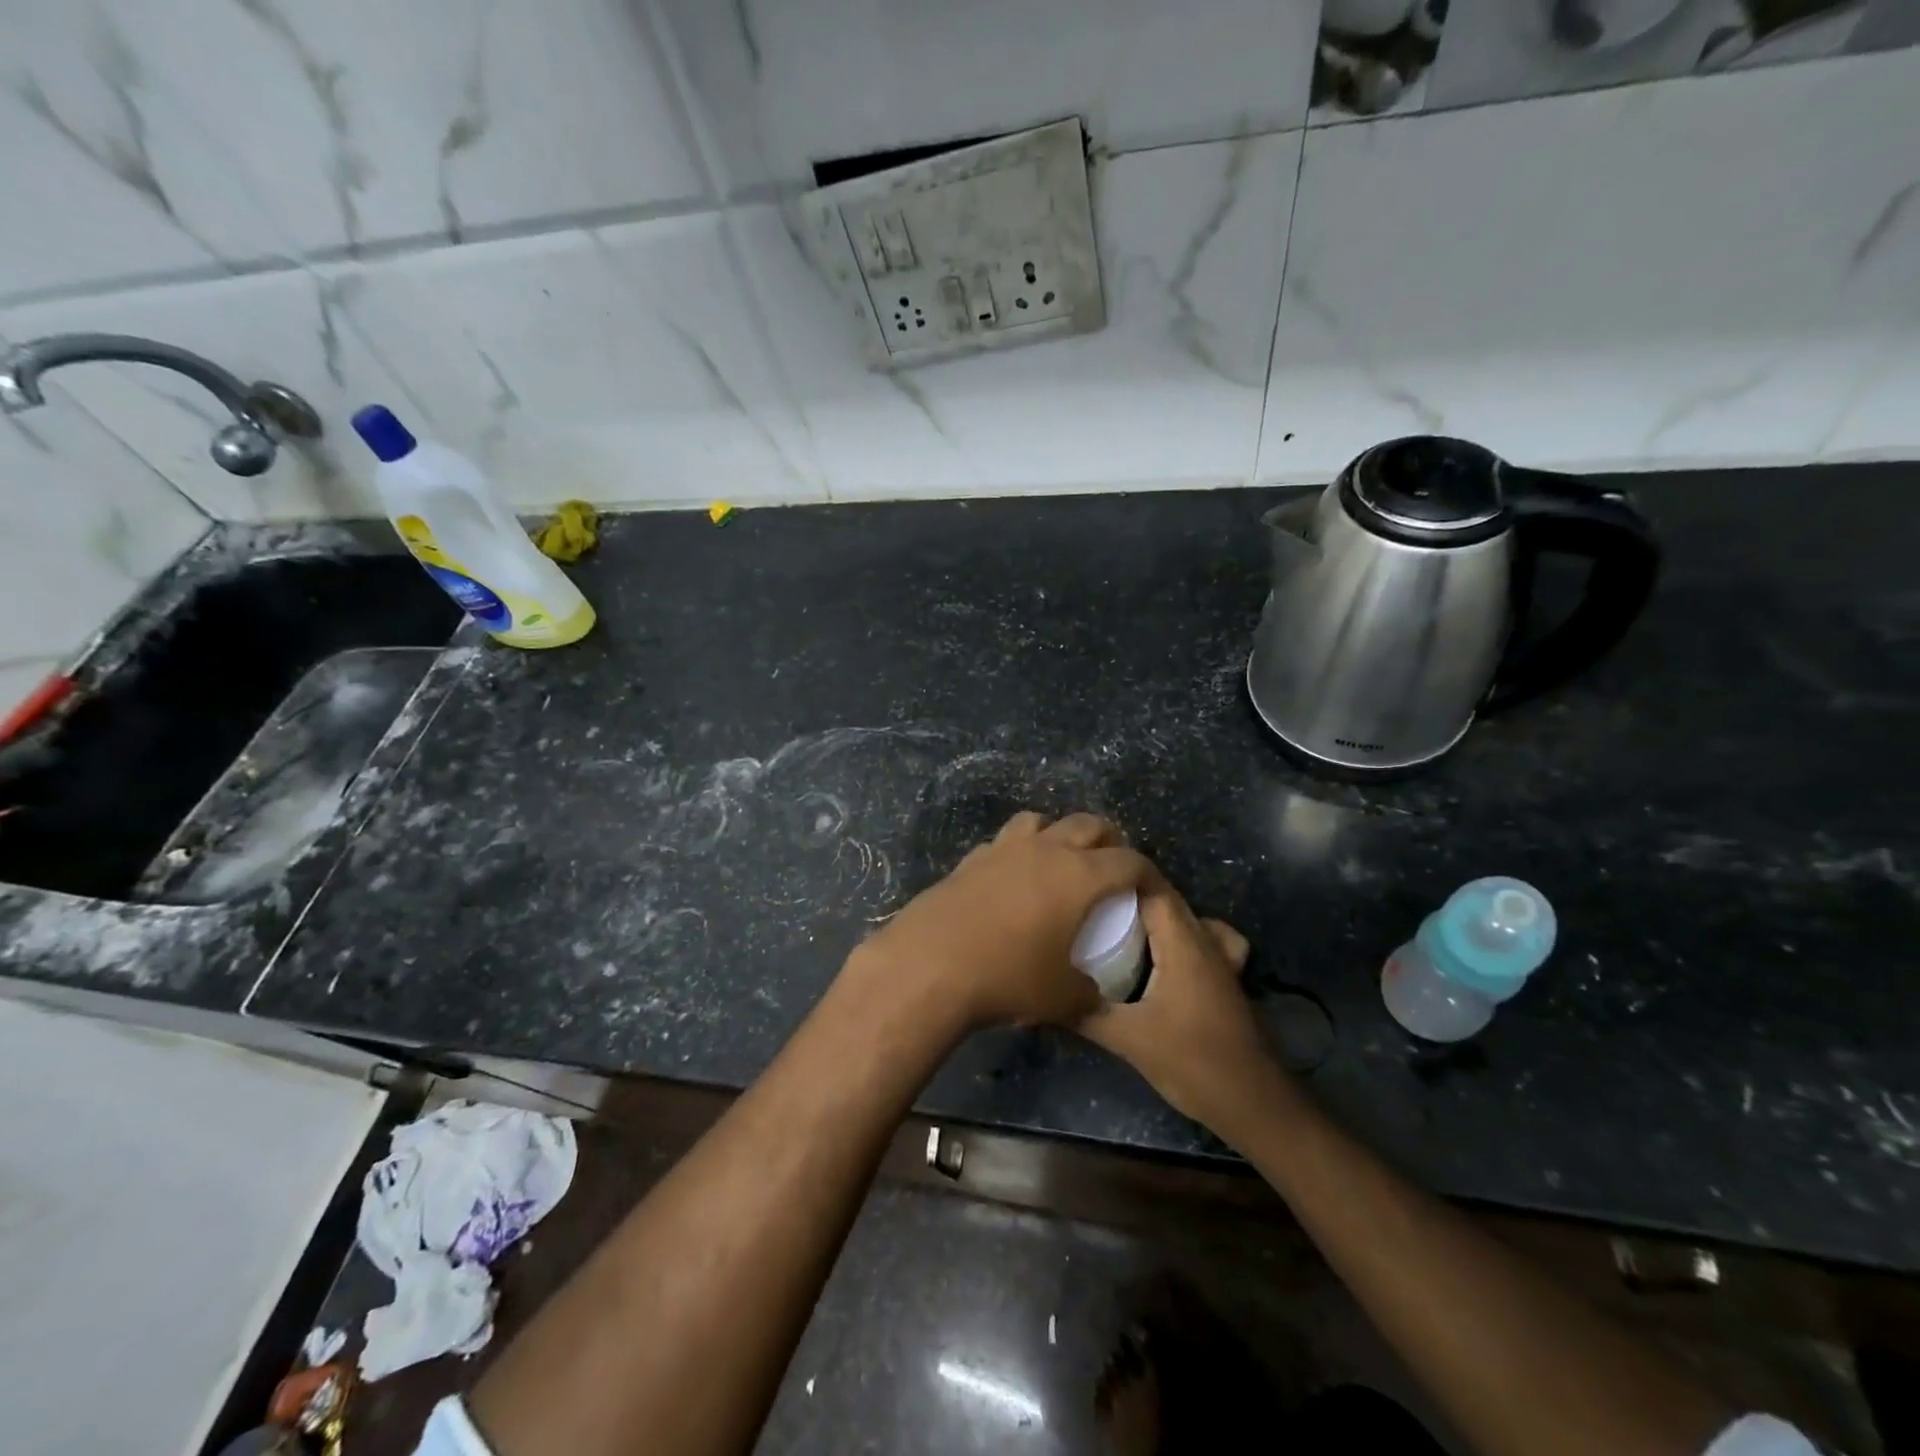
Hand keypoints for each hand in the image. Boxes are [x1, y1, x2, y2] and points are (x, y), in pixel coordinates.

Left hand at [849, 812, 1150, 1030]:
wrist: (930, 965)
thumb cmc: (1008, 978)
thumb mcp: (1062, 997)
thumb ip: (1087, 990)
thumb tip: (1090, 990)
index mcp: (1079, 875)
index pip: (1129, 861)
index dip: (1146, 872)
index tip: (1149, 888)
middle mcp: (1045, 850)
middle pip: (1087, 824)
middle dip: (1107, 840)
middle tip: (1110, 866)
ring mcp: (1003, 849)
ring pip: (1039, 821)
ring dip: (1057, 834)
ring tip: (1059, 861)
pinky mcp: (970, 860)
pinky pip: (1003, 842)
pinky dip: (1017, 852)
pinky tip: (1011, 880)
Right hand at [1077, 871, 1282, 1138]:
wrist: (1253, 1103)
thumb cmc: (1192, 1062)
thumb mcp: (1129, 1039)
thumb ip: (1085, 1014)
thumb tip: (1041, 998)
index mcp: (1183, 943)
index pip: (1152, 888)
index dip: (1119, 876)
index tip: (1083, 877)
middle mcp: (1204, 940)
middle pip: (1166, 899)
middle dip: (1127, 894)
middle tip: (1085, 900)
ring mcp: (1219, 959)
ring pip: (1183, 918)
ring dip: (1151, 914)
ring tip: (1115, 923)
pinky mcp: (1222, 979)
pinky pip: (1200, 939)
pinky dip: (1179, 936)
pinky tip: (1159, 955)